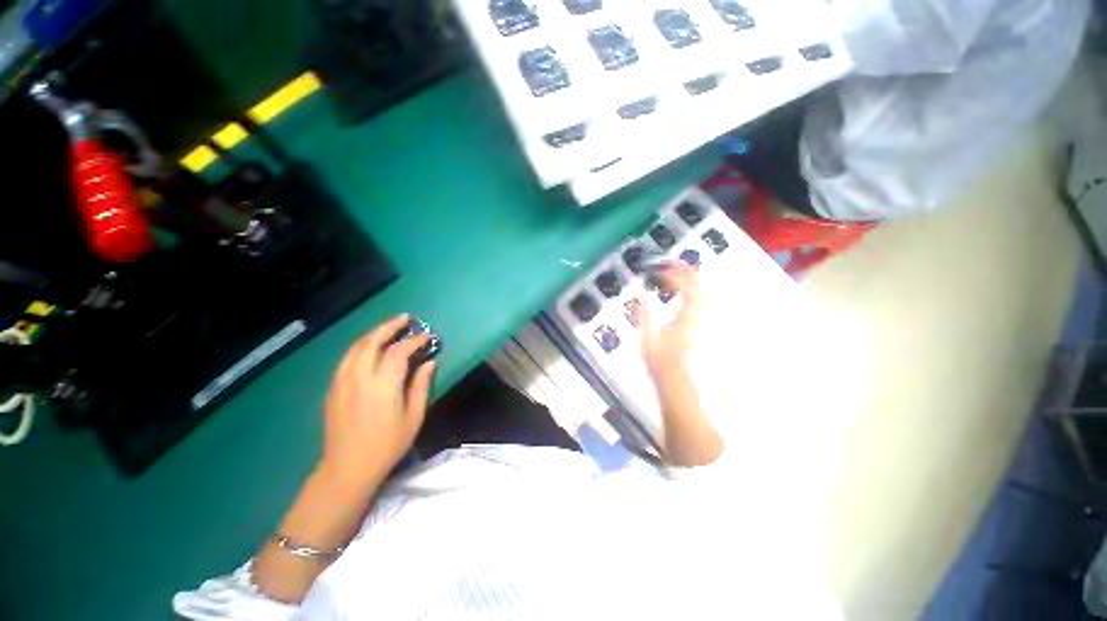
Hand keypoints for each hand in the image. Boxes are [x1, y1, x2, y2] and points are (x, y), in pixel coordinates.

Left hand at [321, 314, 435, 484]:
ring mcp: (342, 381)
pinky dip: (361, 347)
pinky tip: (370, 349)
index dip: (414, 340)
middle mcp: (359, 377)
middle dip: (390, 326)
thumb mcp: (413, 416)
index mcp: (382, 384)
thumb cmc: (387, 444)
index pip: (399, 351)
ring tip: (389, 328)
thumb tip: (429, 362)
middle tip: (405, 319)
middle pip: (372, 341)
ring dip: (374, 334)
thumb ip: (421, 386)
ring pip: (356, 347)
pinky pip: (347, 358)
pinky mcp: (333, 388)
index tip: (427, 337)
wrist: (347, 468)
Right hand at [639, 265, 702, 376]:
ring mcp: (698, 320)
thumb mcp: (647, 336)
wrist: (673, 374)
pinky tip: (683, 289)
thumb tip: (642, 295)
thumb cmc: (659, 359)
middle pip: (699, 287)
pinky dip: (692, 290)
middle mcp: (695, 317)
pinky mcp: (696, 323)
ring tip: (678, 271)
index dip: (674, 276)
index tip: (661, 270)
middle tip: (672, 263)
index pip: (686, 290)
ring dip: (691, 279)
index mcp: (683, 319)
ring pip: (703, 292)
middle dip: (686, 271)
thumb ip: (645, 314)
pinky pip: (700, 300)